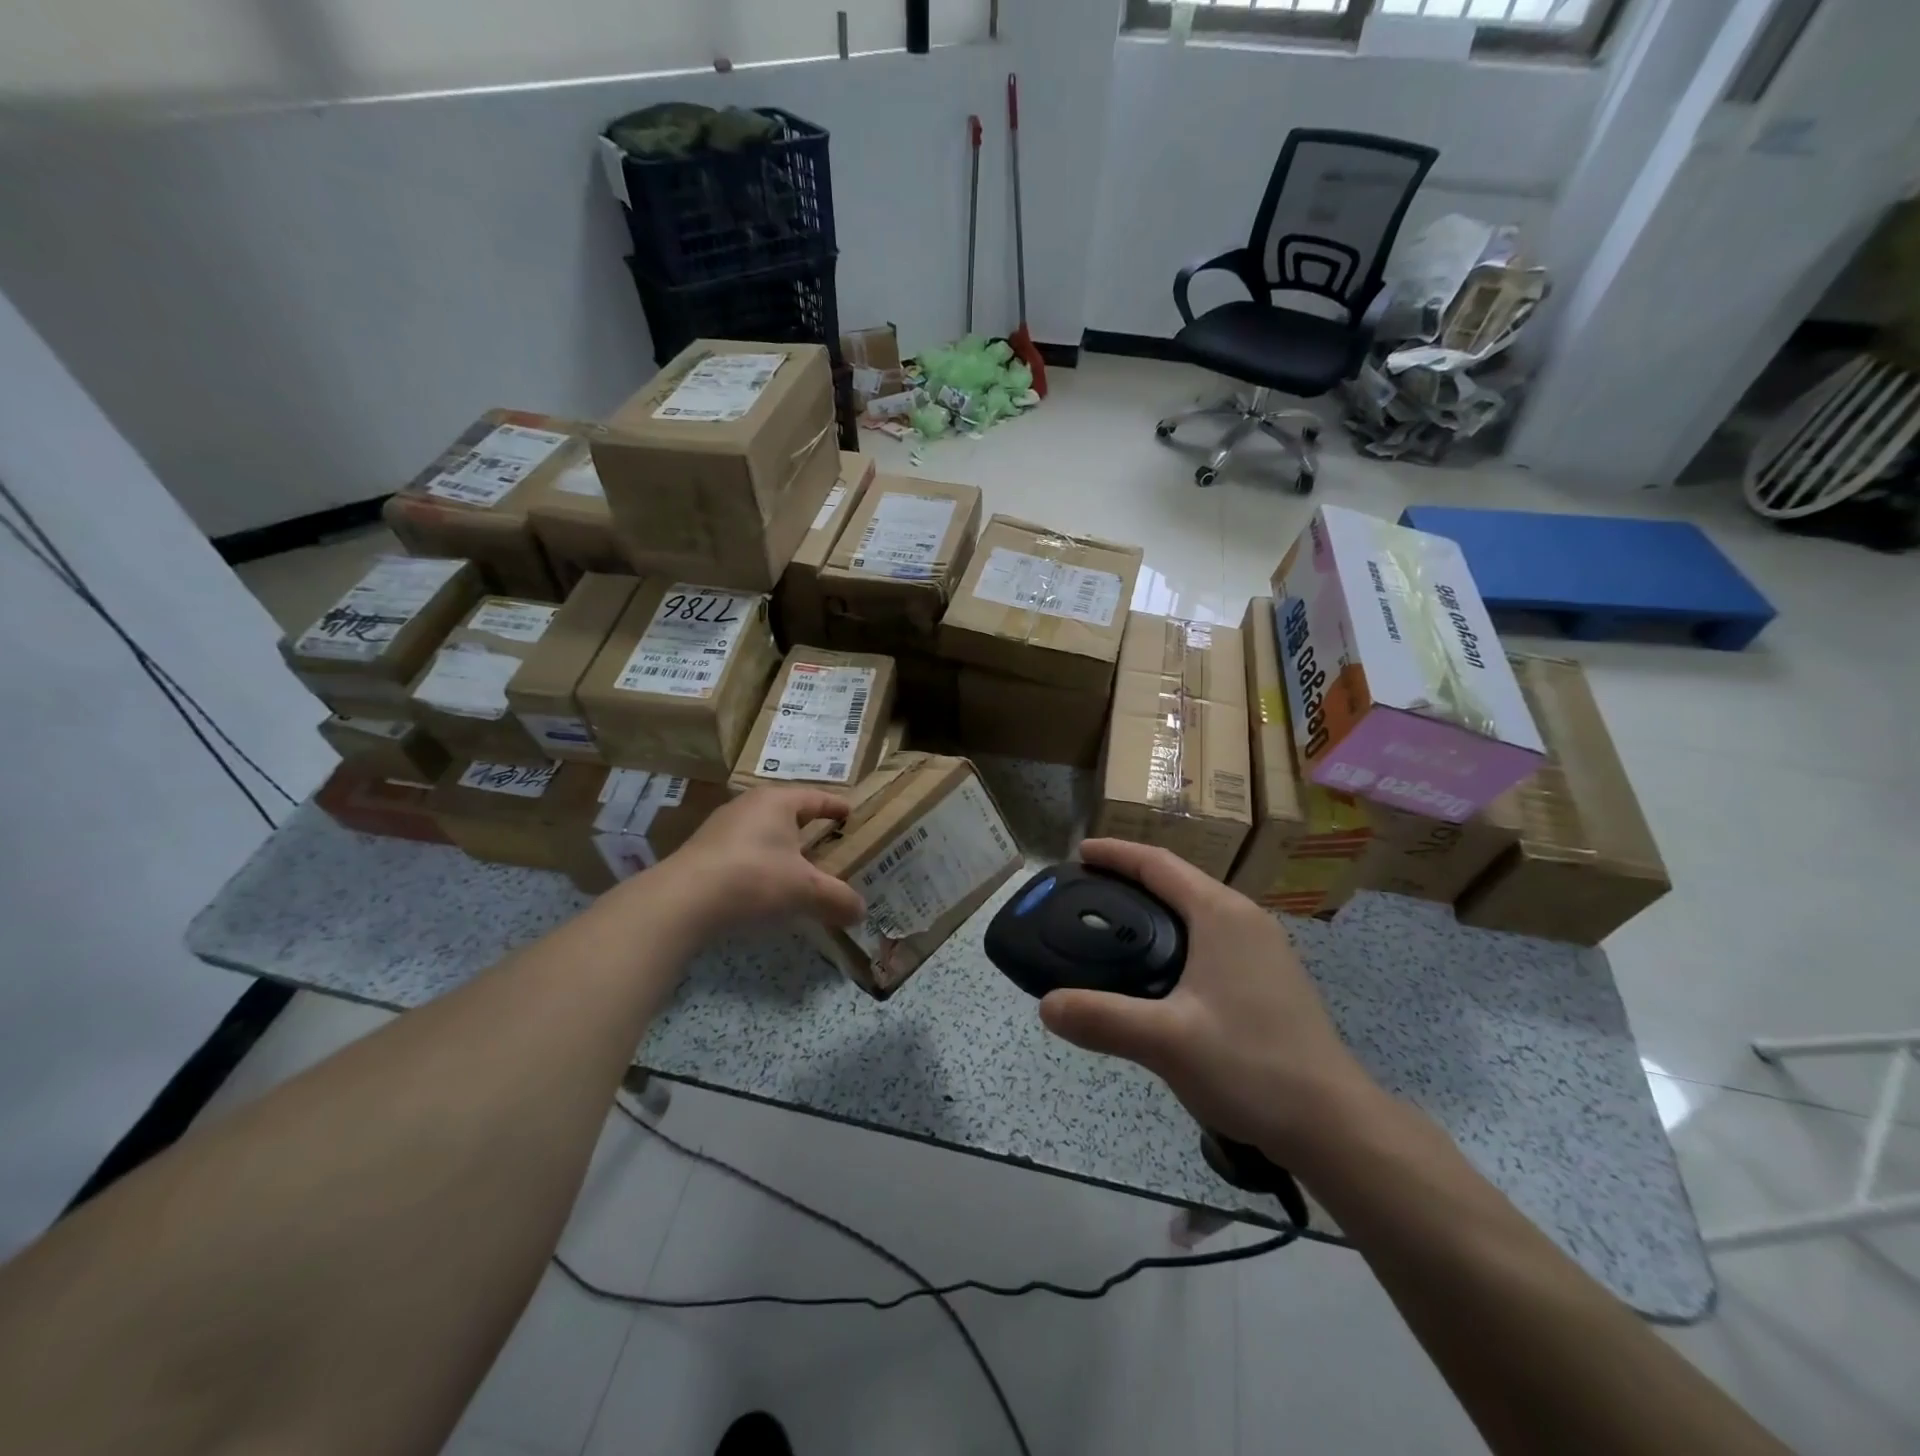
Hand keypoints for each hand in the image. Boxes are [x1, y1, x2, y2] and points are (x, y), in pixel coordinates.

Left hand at [649, 787, 865, 935]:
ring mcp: (721, 827)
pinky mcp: (703, 851)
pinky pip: (742, 850)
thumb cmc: (754, 879)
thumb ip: (837, 899)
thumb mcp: (805, 891)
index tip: (850, 814)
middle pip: (787, 811)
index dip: (835, 806)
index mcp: (777, 802)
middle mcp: (748, 805)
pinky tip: (763, 885)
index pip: (815, 797)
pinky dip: (759, 862)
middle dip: (807, 826)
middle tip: (828, 841)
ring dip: (781, 846)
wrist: (682, 901)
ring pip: (762, 831)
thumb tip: (861, 912)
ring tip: (797, 866)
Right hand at [1038, 839, 1382, 1164]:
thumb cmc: (1251, 1066)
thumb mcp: (1166, 1041)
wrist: (1333, 1124)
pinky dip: (1174, 936)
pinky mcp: (1268, 978)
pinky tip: (1155, 971)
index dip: (1116, 854)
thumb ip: (1101, 1018)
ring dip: (1153, 909)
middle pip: (1178, 881)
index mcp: (1221, 914)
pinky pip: (1209, 937)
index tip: (1078, 853)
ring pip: (1195, 911)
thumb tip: (1046, 1005)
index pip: (1158, 864)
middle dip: (1130, 879)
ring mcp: (1262, 949)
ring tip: (1111, 927)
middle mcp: (1244, 919)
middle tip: (1084, 892)